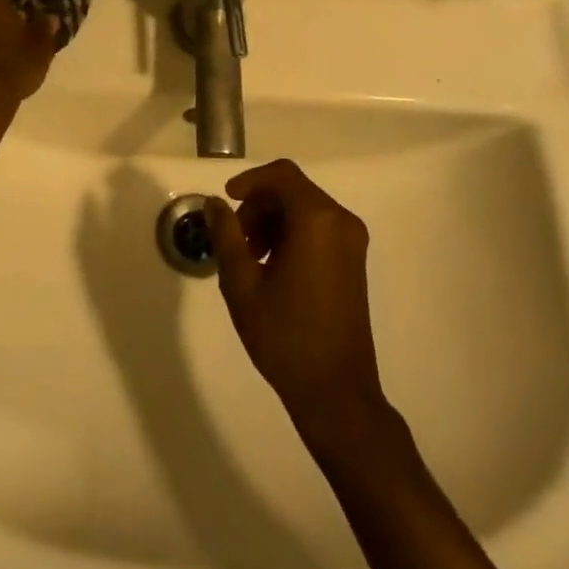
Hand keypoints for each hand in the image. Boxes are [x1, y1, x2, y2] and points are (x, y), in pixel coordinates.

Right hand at [208, 160, 387, 431]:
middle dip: (258, 205)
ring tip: (249, 258)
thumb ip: (225, 235)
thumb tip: (214, 203)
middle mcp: (341, 221)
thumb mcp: (242, 284)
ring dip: (273, 221)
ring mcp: (352, 242)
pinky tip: (272, 268)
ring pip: (304, 209)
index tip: (226, 202)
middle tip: (235, 239)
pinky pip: (318, 228)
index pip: (281, 175)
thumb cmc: (286, 336)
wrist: (337, 394)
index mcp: (317, 220)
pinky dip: (291, 234)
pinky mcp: (354, 262)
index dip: (250, 181)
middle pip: (293, 190)